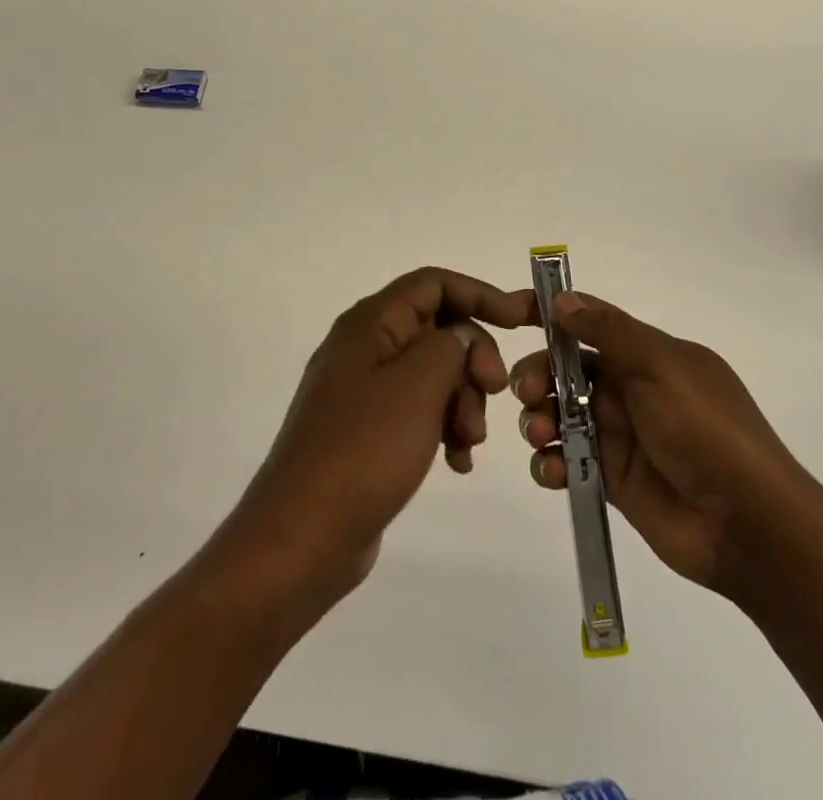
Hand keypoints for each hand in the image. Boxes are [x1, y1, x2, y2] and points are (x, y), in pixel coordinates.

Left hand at [222, 268, 533, 606]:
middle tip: (497, 392)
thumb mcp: (419, 385)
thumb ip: (451, 345)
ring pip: (434, 374)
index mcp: (370, 324)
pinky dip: (445, 427)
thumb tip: (462, 337)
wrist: (302, 539)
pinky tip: (457, 462)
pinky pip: (420, 412)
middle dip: (474, 358)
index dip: (479, 293)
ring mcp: (364, 392)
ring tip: (469, 441)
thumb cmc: (364, 450)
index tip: (520, 320)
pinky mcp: (369, 432)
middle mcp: (365, 348)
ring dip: (464, 400)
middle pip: (438, 329)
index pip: (433, 283)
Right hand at [512, 291, 801, 597]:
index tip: (515, 318)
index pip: (591, 325)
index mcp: (647, 355)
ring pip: (561, 414)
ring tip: (539, 433)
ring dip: (539, 417)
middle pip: (567, 371)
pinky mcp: (610, 479)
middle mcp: (631, 389)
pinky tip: (551, 470)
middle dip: (539, 376)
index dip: (554, 319)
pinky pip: (568, 460)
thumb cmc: (706, 430)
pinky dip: (551, 461)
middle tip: (526, 392)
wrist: (746, 525)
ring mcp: (620, 435)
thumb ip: (610, 332)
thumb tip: (561, 299)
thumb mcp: (661, 367)